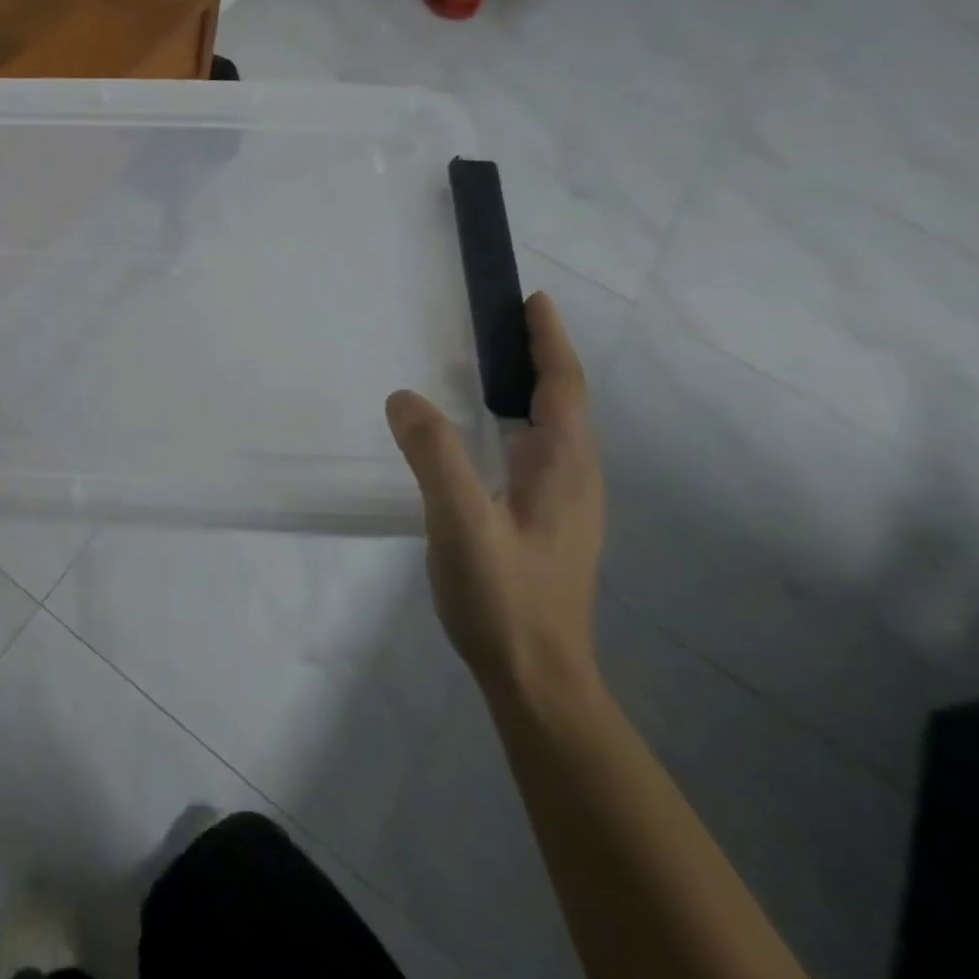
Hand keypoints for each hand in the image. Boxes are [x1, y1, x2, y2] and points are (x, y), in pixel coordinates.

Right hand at [386, 292, 604, 703]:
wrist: (536, 678)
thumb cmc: (504, 598)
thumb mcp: (462, 523)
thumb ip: (435, 456)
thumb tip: (404, 396)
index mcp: (563, 467)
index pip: (563, 387)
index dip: (548, 340)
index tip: (532, 300)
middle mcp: (574, 478)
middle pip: (562, 402)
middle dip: (537, 356)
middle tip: (498, 323)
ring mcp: (562, 504)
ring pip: (548, 429)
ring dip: (526, 389)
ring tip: (485, 366)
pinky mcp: (545, 523)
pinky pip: (532, 452)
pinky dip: (512, 422)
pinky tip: (480, 435)